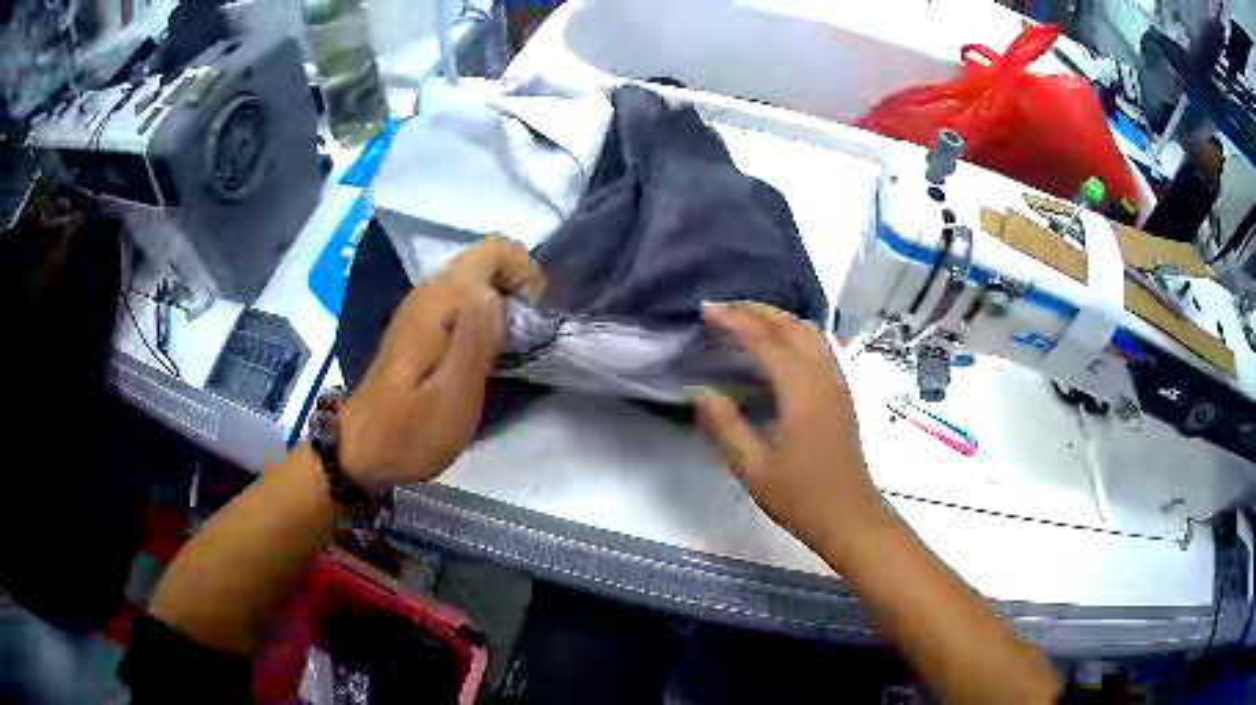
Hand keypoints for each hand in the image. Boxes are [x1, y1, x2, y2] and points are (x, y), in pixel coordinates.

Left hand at [337, 238, 543, 490]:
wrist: (362, 449)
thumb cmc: (411, 432)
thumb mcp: (453, 397)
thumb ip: (477, 340)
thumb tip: (497, 294)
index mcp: (439, 302)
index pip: (493, 251)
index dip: (525, 272)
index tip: (536, 315)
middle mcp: (429, 293)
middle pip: (486, 261)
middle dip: (517, 288)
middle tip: (529, 335)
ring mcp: (421, 308)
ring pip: (475, 280)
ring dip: (503, 303)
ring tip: (514, 347)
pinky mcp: (420, 326)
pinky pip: (462, 301)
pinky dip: (485, 315)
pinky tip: (486, 354)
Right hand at [696, 302, 886, 561]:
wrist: (849, 516)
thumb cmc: (801, 496)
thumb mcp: (753, 468)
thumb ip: (726, 427)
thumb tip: (701, 394)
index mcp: (801, 390)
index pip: (764, 340)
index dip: (734, 321)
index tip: (706, 312)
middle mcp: (823, 376)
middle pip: (790, 326)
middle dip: (755, 310)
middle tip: (721, 309)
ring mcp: (837, 383)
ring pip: (809, 333)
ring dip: (777, 318)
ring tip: (746, 319)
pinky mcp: (842, 394)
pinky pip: (819, 347)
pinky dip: (794, 333)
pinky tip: (779, 348)